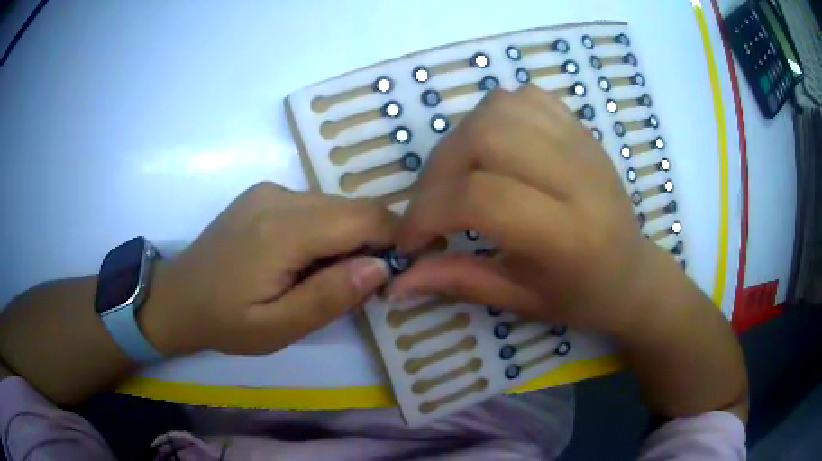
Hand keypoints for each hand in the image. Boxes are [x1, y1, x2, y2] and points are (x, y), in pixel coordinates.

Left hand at [140, 183, 394, 354]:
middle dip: (373, 242)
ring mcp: (270, 190)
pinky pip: (314, 206)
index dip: (395, 240)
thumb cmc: (224, 321)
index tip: (401, 271)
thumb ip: (329, 298)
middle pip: (353, 208)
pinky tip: (306, 260)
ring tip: (329, 276)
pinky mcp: (264, 194)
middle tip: (364, 284)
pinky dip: (326, 231)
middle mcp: (279, 196)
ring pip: (336, 205)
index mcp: (282, 229)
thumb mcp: (277, 329)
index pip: (364, 218)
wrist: (176, 297)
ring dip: (349, 238)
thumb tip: (381, 266)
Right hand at [387, 85, 677, 337]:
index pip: (481, 197)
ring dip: (462, 139)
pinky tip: (493, 149)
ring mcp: (581, 144)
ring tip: (460, 177)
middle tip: (433, 205)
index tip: (411, 241)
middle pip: (486, 137)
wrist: (632, 271)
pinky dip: (494, 115)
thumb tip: (397, 280)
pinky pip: (524, 98)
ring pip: (500, 108)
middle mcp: (577, 178)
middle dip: (438, 171)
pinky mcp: (580, 129)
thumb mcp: (520, 301)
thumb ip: (458, 280)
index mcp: (568, 234)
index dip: (428, 213)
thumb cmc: (581, 296)